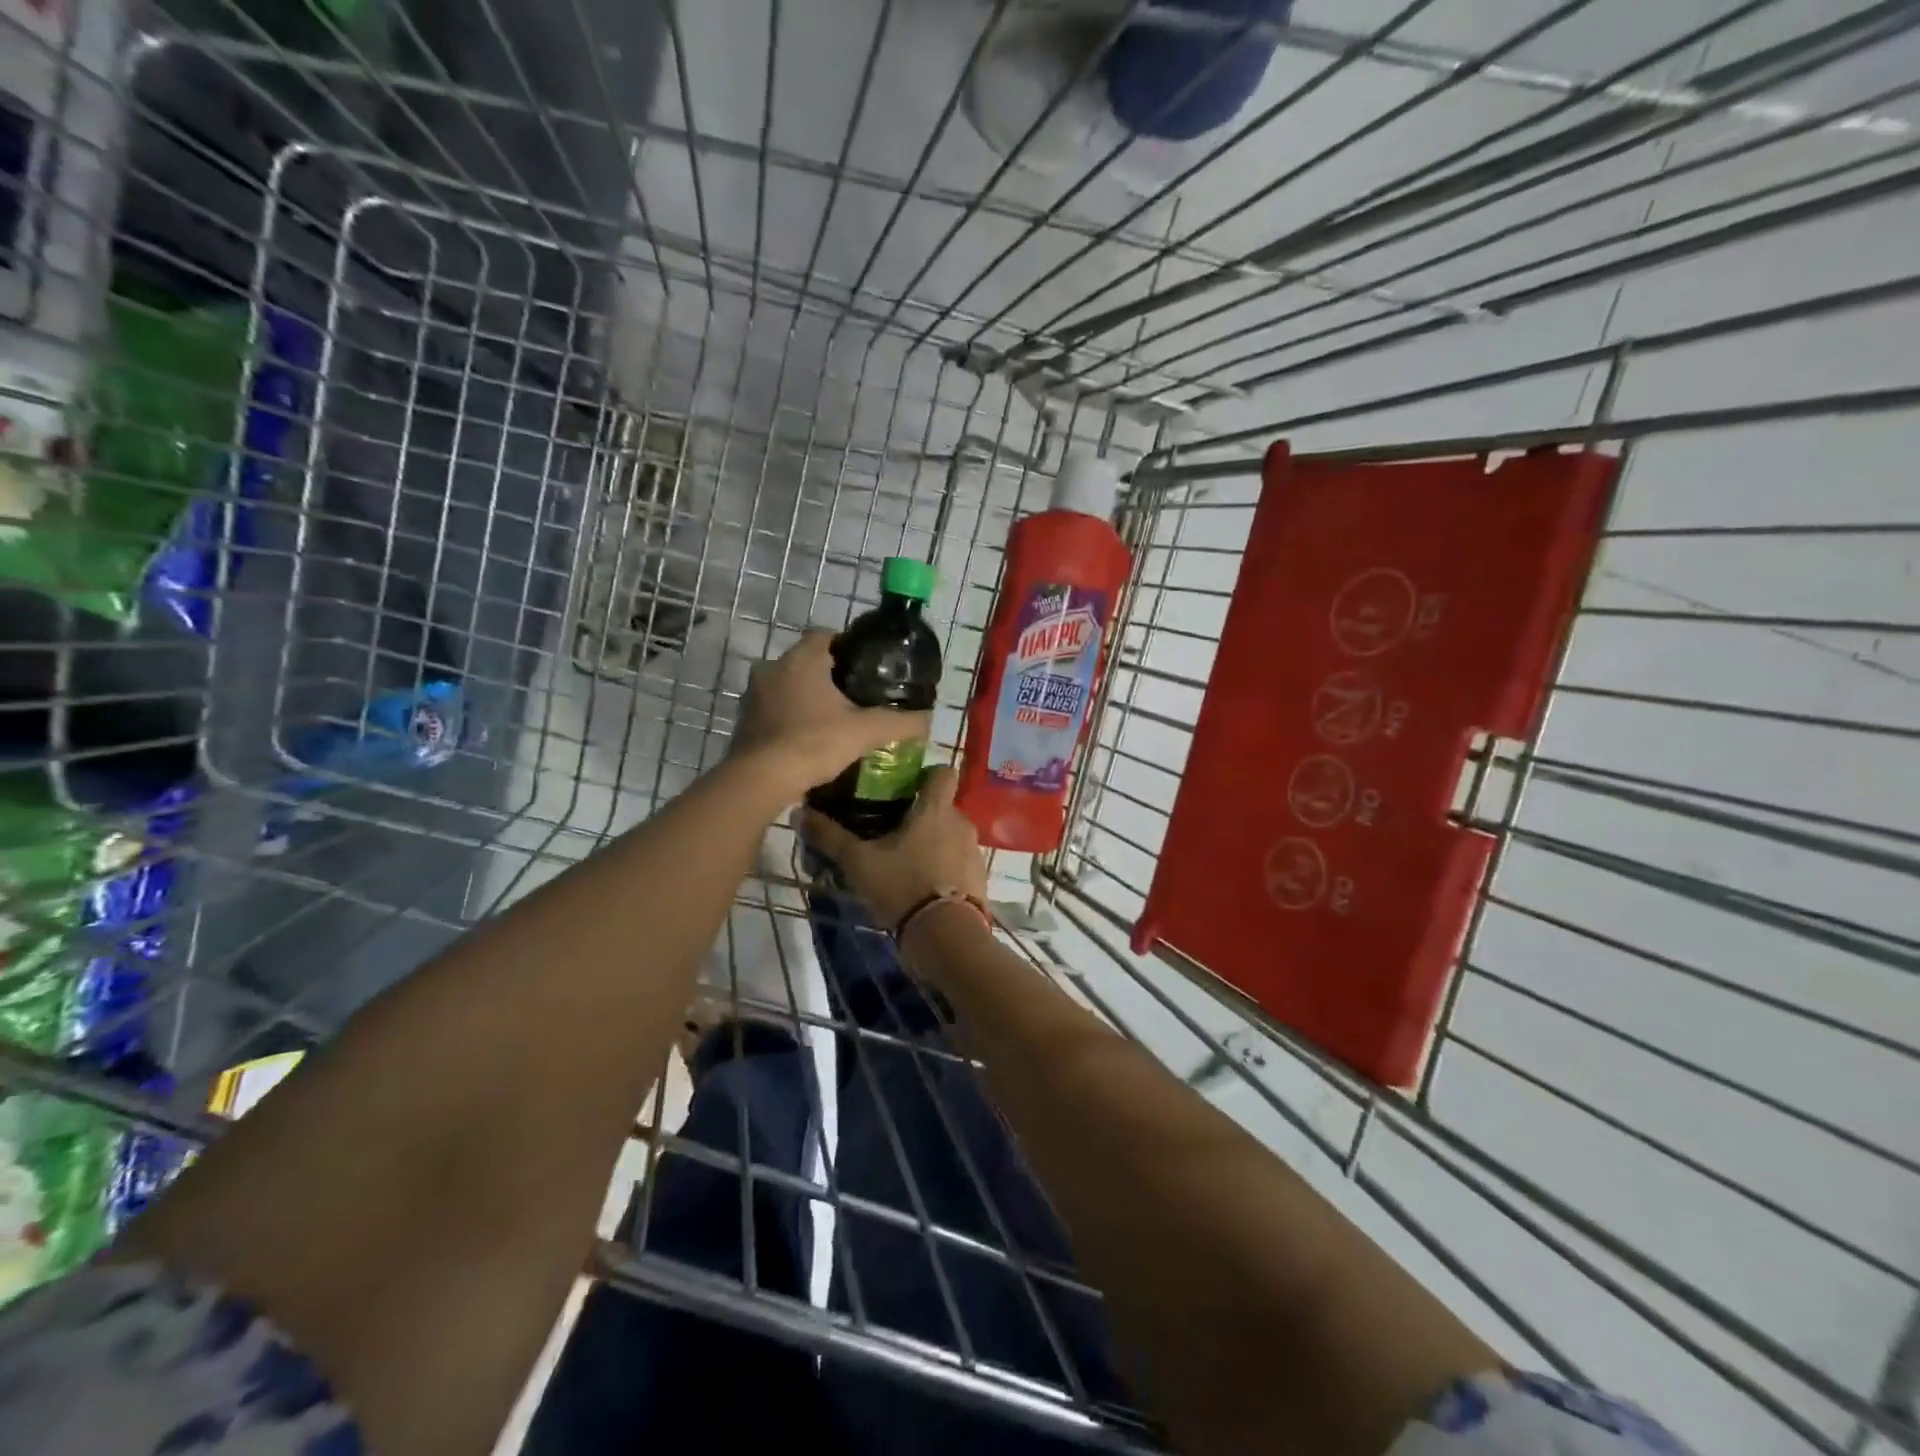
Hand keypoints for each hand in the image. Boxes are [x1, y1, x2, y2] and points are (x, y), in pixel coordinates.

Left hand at [732, 631, 929, 800]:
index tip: (868, 669)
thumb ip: (900, 722)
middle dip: (830, 676)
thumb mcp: (866, 732)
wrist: (761, 780)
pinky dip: (791, 717)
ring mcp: (754, 694)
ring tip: (834, 719)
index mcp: (802, 659)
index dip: (849, 648)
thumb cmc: (814, 743)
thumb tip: (929, 719)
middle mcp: (773, 667)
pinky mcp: (745, 719)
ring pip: (789, 685)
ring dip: (808, 697)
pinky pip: (775, 709)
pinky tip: (809, 738)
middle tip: (857, 697)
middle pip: (808, 662)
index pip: (827, 636)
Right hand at [802, 766, 988, 931]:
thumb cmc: (902, 887)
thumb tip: (799, 812)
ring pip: (952, 836)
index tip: (905, 788)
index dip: (926, 775)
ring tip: (906, 864)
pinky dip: (946, 868)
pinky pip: (960, 863)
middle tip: (892, 833)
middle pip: (942, 807)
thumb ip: (830, 836)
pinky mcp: (980, 878)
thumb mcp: (858, 863)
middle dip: (921, 817)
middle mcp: (961, 823)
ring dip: (934, 844)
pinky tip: (924, 887)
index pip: (943, 772)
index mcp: (935, 809)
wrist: (946, 936)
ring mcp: (974, 851)